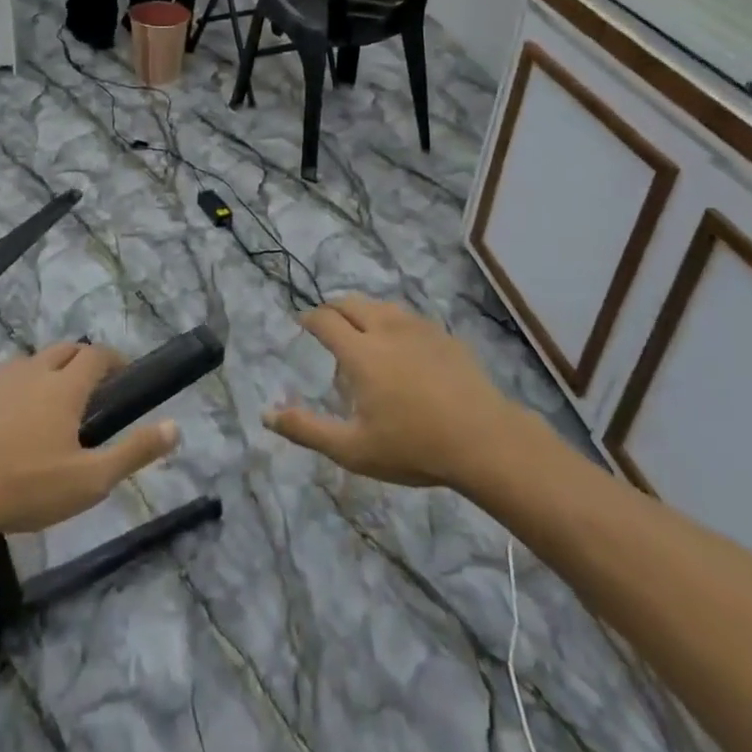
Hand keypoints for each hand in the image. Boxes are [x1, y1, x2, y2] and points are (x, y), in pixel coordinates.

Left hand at [0, 344, 178, 535]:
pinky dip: (15, 393)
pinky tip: (11, 424)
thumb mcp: (91, 479)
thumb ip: (134, 452)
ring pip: (29, 362)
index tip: (125, 374)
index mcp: (64, 386)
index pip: (96, 355)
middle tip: (93, 384)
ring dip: (47, 369)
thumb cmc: (28, 486)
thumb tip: (176, 427)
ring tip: (52, 399)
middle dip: (82, 358)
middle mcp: (32, 374)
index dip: (114, 359)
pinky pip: (1, 387)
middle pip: (63, 349)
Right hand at [264, 297, 533, 491]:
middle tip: (328, 327)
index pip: (325, 320)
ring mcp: (419, 328)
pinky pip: (409, 317)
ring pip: (381, 306)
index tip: (302, 324)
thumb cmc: (413, 446)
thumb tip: (266, 415)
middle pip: (351, 303)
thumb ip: (307, 430)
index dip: (309, 318)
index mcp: (360, 352)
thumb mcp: (353, 449)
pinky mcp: (444, 336)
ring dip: (363, 312)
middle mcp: (386, 328)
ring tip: (363, 334)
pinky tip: (401, 346)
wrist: (485, 440)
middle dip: (333, 309)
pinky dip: (393, 322)